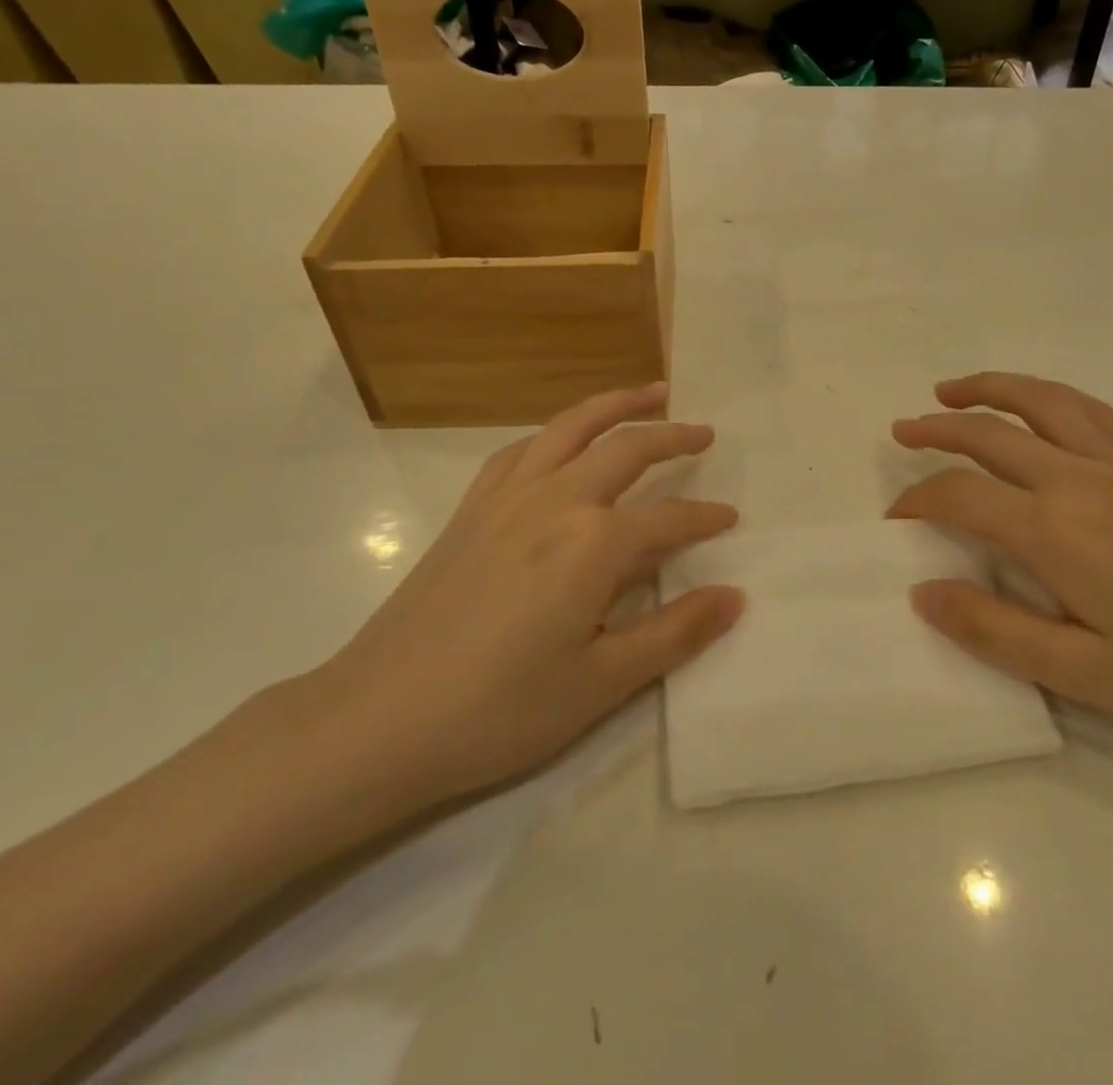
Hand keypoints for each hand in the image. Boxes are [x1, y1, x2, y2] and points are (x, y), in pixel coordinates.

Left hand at [310, 383, 742, 819]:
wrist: (377, 721)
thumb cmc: (500, 710)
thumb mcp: (602, 683)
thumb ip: (675, 632)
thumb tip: (735, 596)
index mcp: (592, 543)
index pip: (667, 520)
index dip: (704, 518)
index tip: (730, 517)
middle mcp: (554, 501)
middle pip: (625, 450)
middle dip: (671, 436)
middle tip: (704, 432)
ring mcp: (506, 498)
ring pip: (570, 428)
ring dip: (615, 405)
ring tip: (649, 392)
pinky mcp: (470, 510)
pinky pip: (520, 451)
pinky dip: (554, 433)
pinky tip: (562, 440)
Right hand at [889, 372, 1112, 755]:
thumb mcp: (1085, 675)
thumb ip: (994, 631)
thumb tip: (923, 591)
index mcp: (1055, 530)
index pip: (960, 494)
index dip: (917, 499)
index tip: (895, 518)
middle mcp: (1081, 479)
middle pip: (990, 433)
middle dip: (936, 429)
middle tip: (901, 430)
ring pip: (1041, 402)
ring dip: (988, 389)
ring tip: (952, 390)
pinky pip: (1089, 411)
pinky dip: (1046, 397)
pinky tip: (1036, 409)